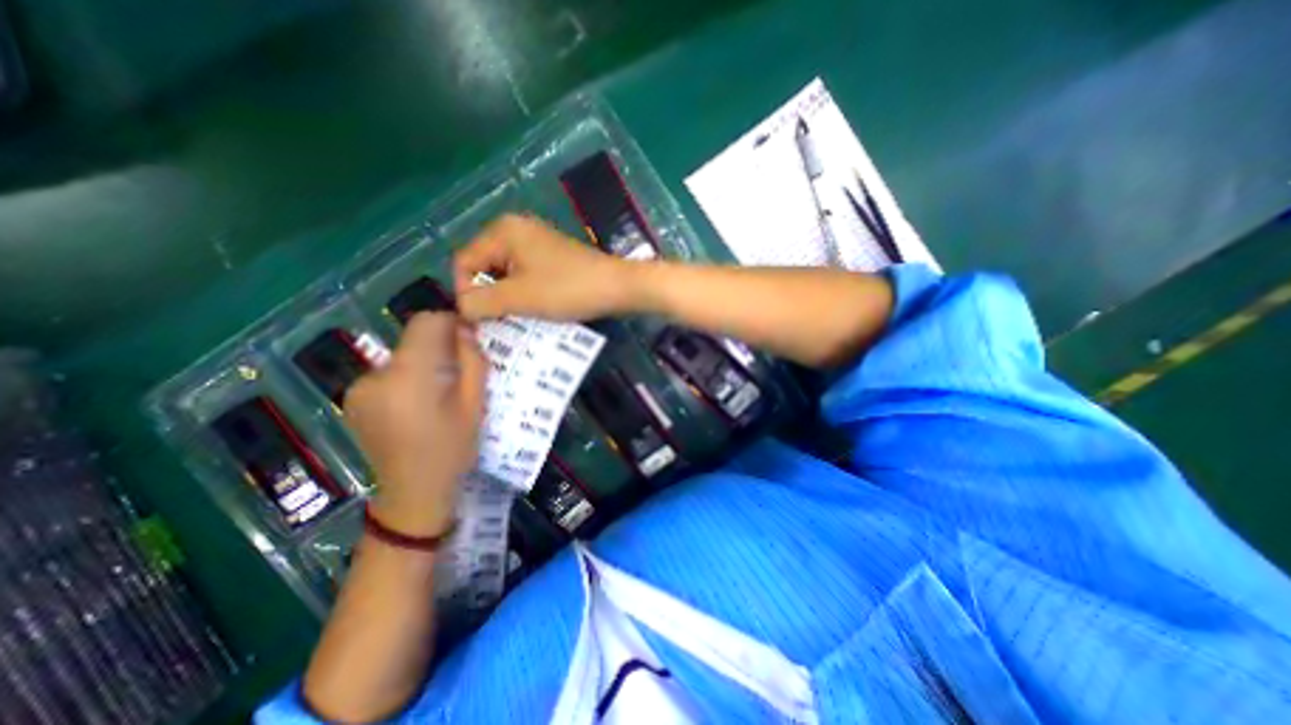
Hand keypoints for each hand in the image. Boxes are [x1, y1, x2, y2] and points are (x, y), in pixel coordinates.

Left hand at [338, 314, 486, 534]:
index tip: (468, 341)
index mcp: (408, 376)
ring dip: (423, 364)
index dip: (450, 324)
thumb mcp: (475, 404)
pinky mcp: (353, 399)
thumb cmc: (453, 448)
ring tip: (439, 394)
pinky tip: (417, 405)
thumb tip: (466, 328)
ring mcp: (359, 388)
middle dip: (439, 347)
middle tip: (459, 373)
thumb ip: (473, 361)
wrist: (413, 493)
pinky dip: (406, 378)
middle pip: (413, 339)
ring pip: (402, 356)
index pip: (426, 323)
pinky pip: (388, 373)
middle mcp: (376, 375)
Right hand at [452, 213, 640, 319]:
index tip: (481, 321)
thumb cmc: (567, 289)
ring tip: (515, 321)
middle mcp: (516, 230)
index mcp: (503, 231)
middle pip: (484, 267)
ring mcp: (536, 242)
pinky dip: (523, 293)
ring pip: (505, 274)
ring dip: (506, 299)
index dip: (466, 293)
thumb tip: (461, 308)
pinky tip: (532, 311)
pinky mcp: (551, 256)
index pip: (464, 262)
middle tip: (498, 323)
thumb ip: (481, 302)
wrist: (616, 286)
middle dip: (488, 297)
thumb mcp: (519, 298)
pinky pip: (525, 275)